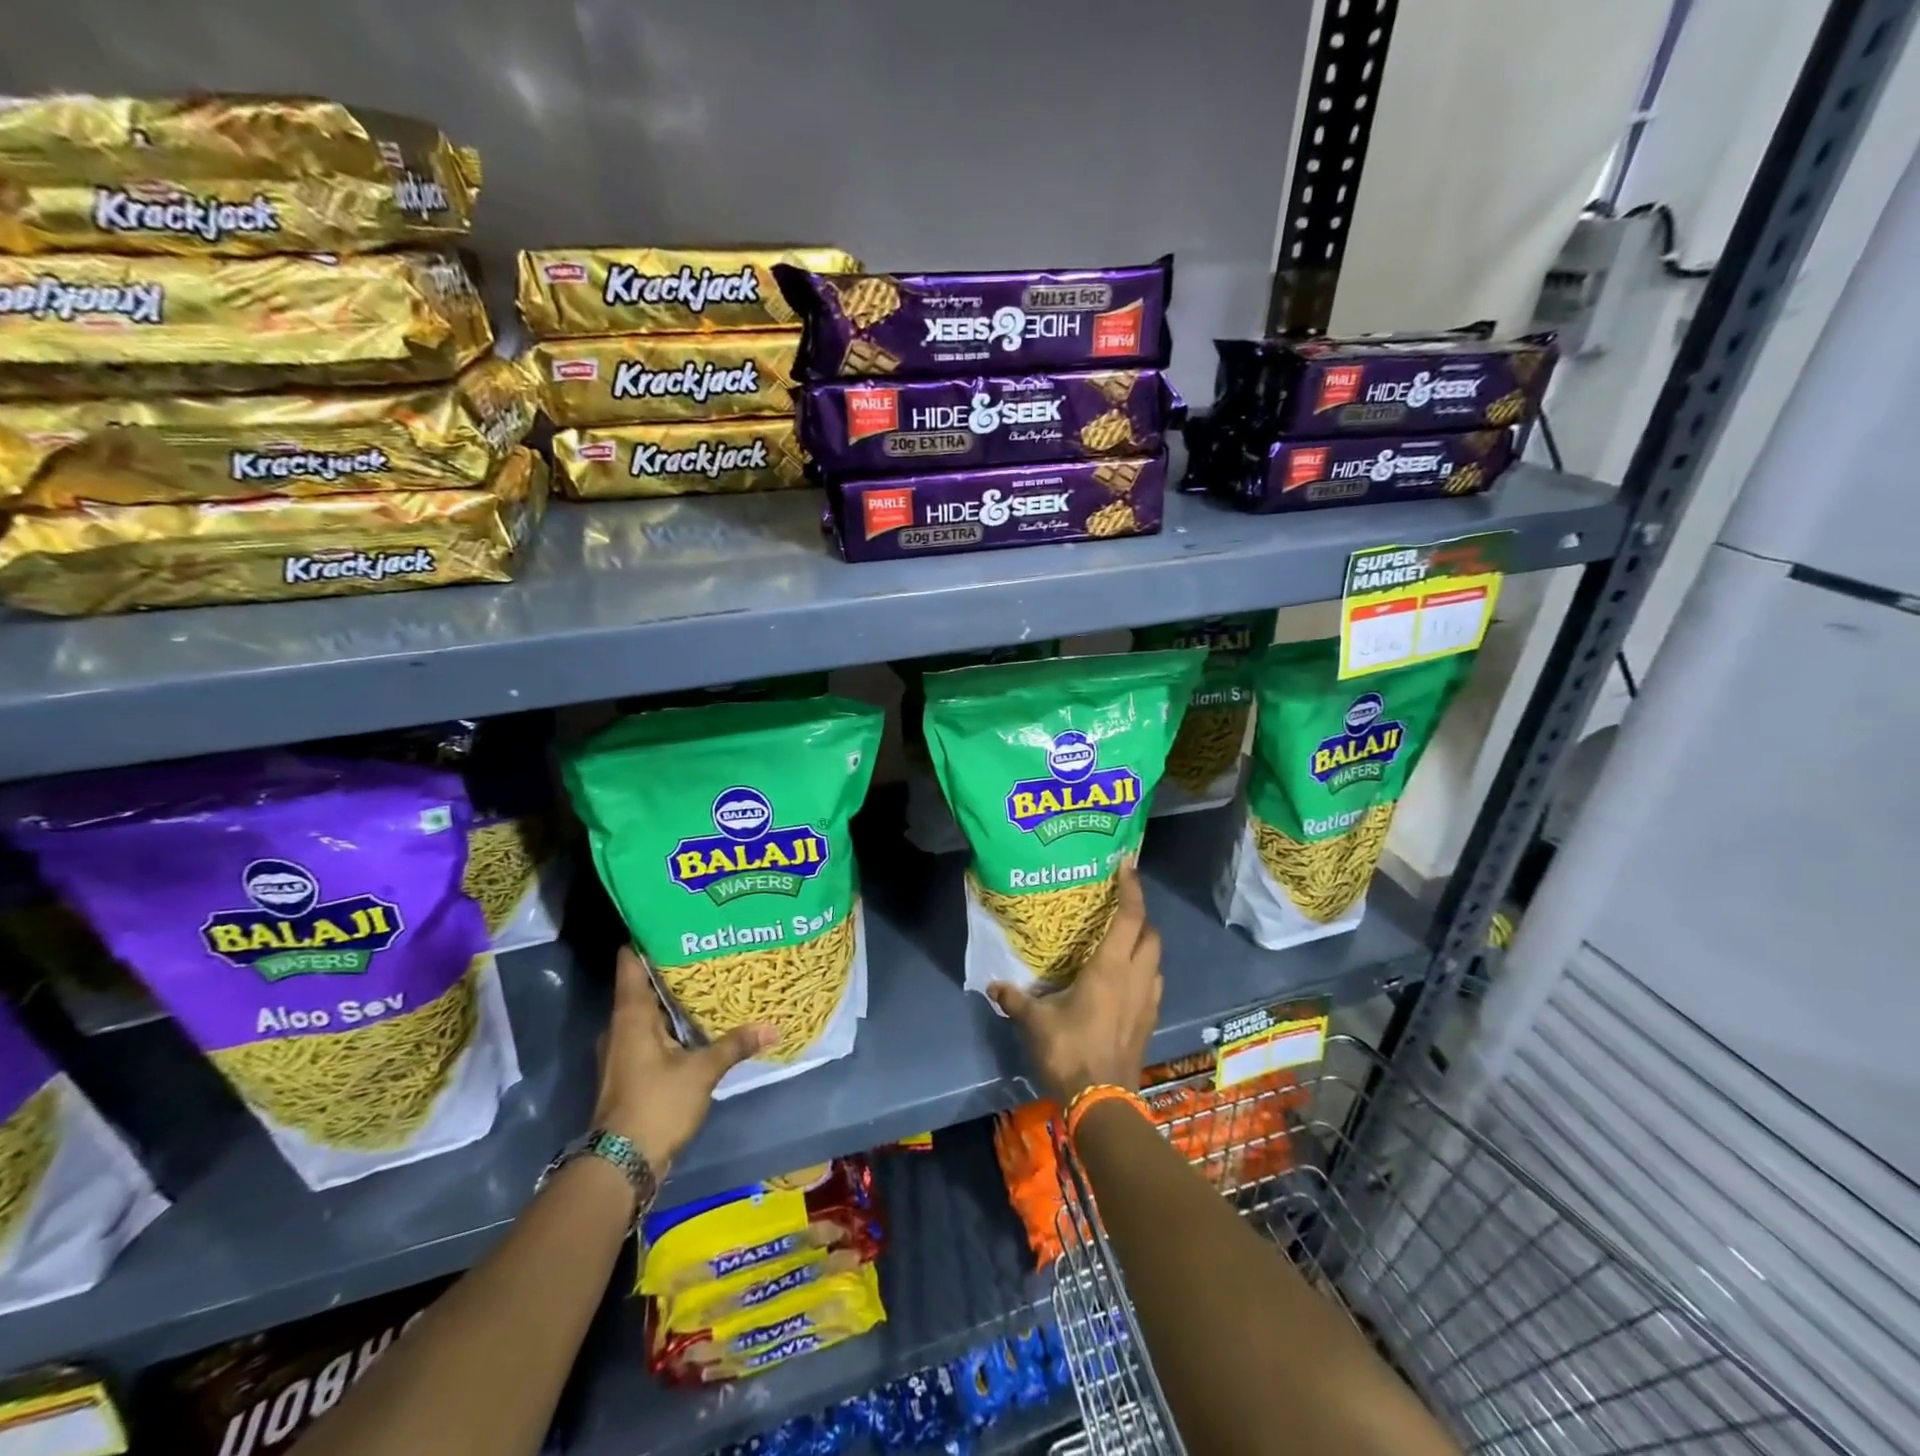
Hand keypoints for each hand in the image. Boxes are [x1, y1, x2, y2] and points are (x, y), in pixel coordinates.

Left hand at [593, 946, 774, 1172]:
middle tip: (706, 947)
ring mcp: (622, 1051)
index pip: (630, 962)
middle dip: (671, 967)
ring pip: (648, 1012)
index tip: (673, 919)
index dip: (647, 937)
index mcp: (631, 1015)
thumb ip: (735, 1044)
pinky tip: (698, 1023)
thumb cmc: (656, 1104)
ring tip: (708, 980)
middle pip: (642, 985)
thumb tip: (773, 1026)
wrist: (620, 1164)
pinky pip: (651, 1035)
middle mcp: (620, 1027)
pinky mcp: (630, 1072)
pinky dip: (672, 1025)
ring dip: (672, 999)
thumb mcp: (702, 1071)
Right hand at [989, 860, 1161, 1103]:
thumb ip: (1015, 999)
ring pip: (1156, 959)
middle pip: (1151, 934)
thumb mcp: (1035, 1022)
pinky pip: (1153, 983)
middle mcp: (1135, 977)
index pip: (1130, 917)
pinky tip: (1124, 981)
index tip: (1128, 864)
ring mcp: (1147, 1000)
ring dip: (1144, 945)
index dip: (1132, 888)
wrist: (1102, 1102)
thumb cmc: (1069, 1051)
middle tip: (1118, 908)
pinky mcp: (1149, 1021)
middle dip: (1140, 916)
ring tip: (1121, 942)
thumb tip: (993, 985)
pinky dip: (1144, 971)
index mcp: (1110, 968)